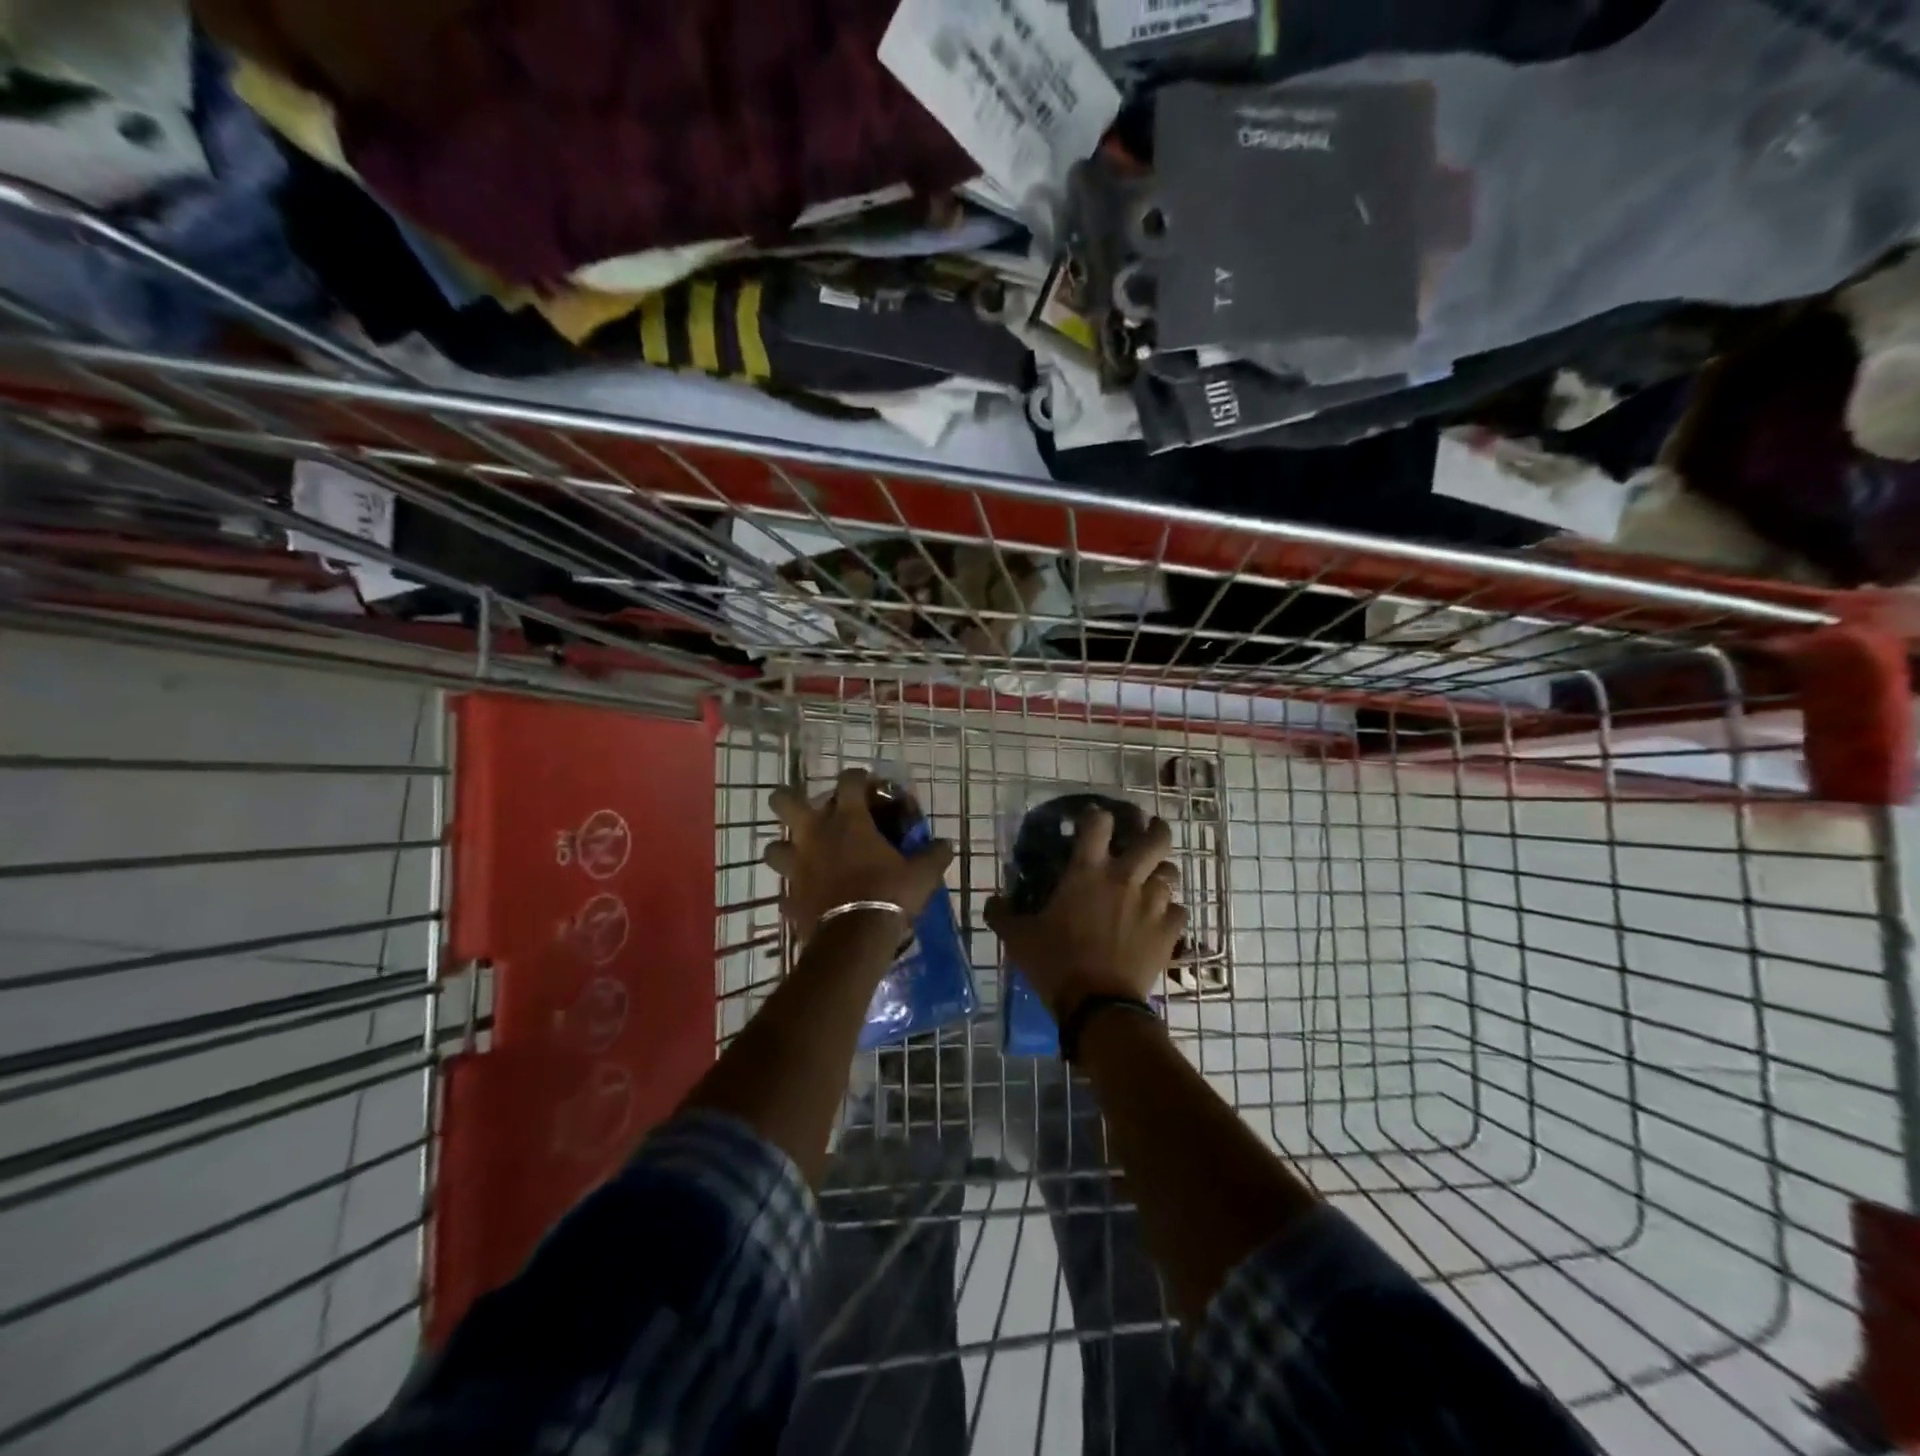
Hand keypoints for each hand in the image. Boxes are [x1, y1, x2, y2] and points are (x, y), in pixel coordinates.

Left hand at [763, 768, 954, 938]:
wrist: (855, 938)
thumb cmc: (889, 893)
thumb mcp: (922, 873)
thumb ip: (933, 854)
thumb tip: (945, 844)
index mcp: (848, 820)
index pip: (848, 780)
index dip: (858, 777)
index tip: (868, 784)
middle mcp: (815, 835)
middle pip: (783, 801)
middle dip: (789, 799)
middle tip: (807, 808)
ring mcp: (797, 866)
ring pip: (774, 846)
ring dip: (786, 848)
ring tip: (802, 855)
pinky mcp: (789, 896)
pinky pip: (786, 890)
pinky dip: (795, 891)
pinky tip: (809, 896)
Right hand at [984, 807, 1184, 1020]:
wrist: (1098, 1005)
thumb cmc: (1056, 963)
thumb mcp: (1018, 938)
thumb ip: (1002, 914)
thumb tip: (992, 901)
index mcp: (1087, 871)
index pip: (1099, 823)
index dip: (1097, 816)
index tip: (1094, 818)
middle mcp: (1125, 878)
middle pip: (1155, 838)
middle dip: (1154, 829)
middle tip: (1147, 831)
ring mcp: (1152, 903)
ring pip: (1171, 872)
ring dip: (1162, 872)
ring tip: (1154, 878)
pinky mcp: (1169, 931)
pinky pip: (1178, 910)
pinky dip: (1170, 910)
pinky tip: (1161, 918)